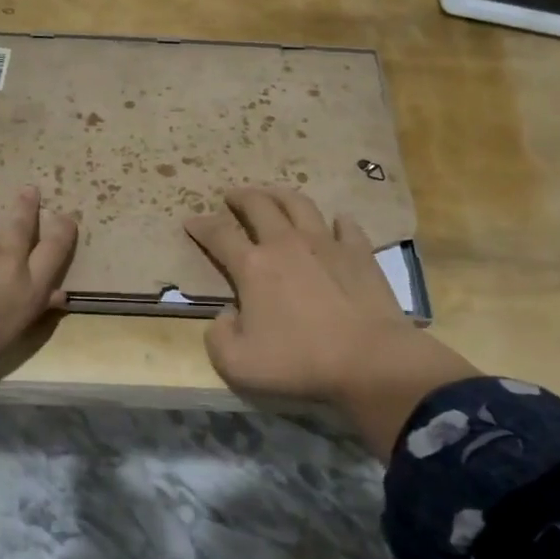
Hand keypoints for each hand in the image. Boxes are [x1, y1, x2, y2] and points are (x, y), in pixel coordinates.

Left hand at [0, 185, 77, 387]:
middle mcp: (4, 258)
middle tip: (28, 190)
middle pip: (22, 223)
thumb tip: (56, 294)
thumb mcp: (1, 338)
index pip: (55, 250)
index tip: (65, 218)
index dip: (63, 231)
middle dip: (27, 205)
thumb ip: (27, 310)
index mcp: (25, 290)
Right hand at [185, 187, 476, 459]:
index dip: (201, 226)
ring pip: (299, 204)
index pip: (219, 234)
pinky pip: (346, 225)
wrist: (369, 360)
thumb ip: (219, 337)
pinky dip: (336, 220)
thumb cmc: (299, 361)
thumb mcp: (237, 363)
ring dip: (280, 195)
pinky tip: (335, 221)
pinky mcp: (359, 253)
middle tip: (231, 195)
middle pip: (259, 206)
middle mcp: (286, 243)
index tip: (190, 221)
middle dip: (240, 197)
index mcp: (253, 266)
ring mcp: (326, 243)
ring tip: (273, 195)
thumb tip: (226, 316)